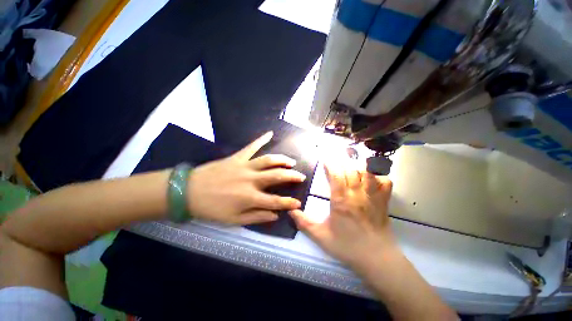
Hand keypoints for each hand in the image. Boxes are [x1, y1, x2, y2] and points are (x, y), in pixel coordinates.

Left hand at [188, 132, 305, 224]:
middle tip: (301, 176)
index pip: (275, 201)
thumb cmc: (211, 209)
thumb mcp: (233, 220)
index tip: (298, 203)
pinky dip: (261, 139)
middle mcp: (251, 180)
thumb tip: (275, 215)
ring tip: (291, 162)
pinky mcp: (237, 157)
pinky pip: (251, 146)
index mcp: (250, 198)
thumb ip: (256, 217)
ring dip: (282, 160)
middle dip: (292, 177)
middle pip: (277, 176)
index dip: (288, 203)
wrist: (188, 191)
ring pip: (268, 160)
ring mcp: (244, 166)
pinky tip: (270, 133)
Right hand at [289, 162, 394, 267]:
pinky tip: (371, 177)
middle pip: (350, 170)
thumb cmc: (347, 246)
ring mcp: (372, 196)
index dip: (330, 164)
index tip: (325, 160)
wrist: (376, 259)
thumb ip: (304, 223)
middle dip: (341, 162)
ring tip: (350, 165)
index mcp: (341, 200)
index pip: (336, 174)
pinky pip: (384, 182)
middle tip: (335, 161)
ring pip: (367, 172)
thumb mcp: (321, 236)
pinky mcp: (383, 201)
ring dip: (358, 166)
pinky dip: (378, 175)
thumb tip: (290, 211)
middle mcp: (357, 194)